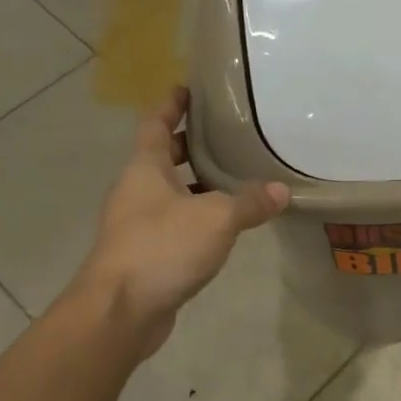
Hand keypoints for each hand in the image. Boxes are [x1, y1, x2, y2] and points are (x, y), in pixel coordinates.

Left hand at [71, 87, 288, 357]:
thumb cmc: (162, 248)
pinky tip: (228, 224)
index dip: (171, 105)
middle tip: (227, 133)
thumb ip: (250, 202)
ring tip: (238, 176)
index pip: (156, 125)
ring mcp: (139, 224)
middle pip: (164, 158)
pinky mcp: (147, 254)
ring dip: (199, 184)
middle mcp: (137, 191)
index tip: (188, 88)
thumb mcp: (216, 218)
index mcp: (145, 169)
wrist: (119, 311)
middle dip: (191, 145)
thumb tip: (281, 190)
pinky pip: (177, 223)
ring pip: (172, 193)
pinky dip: (200, 217)